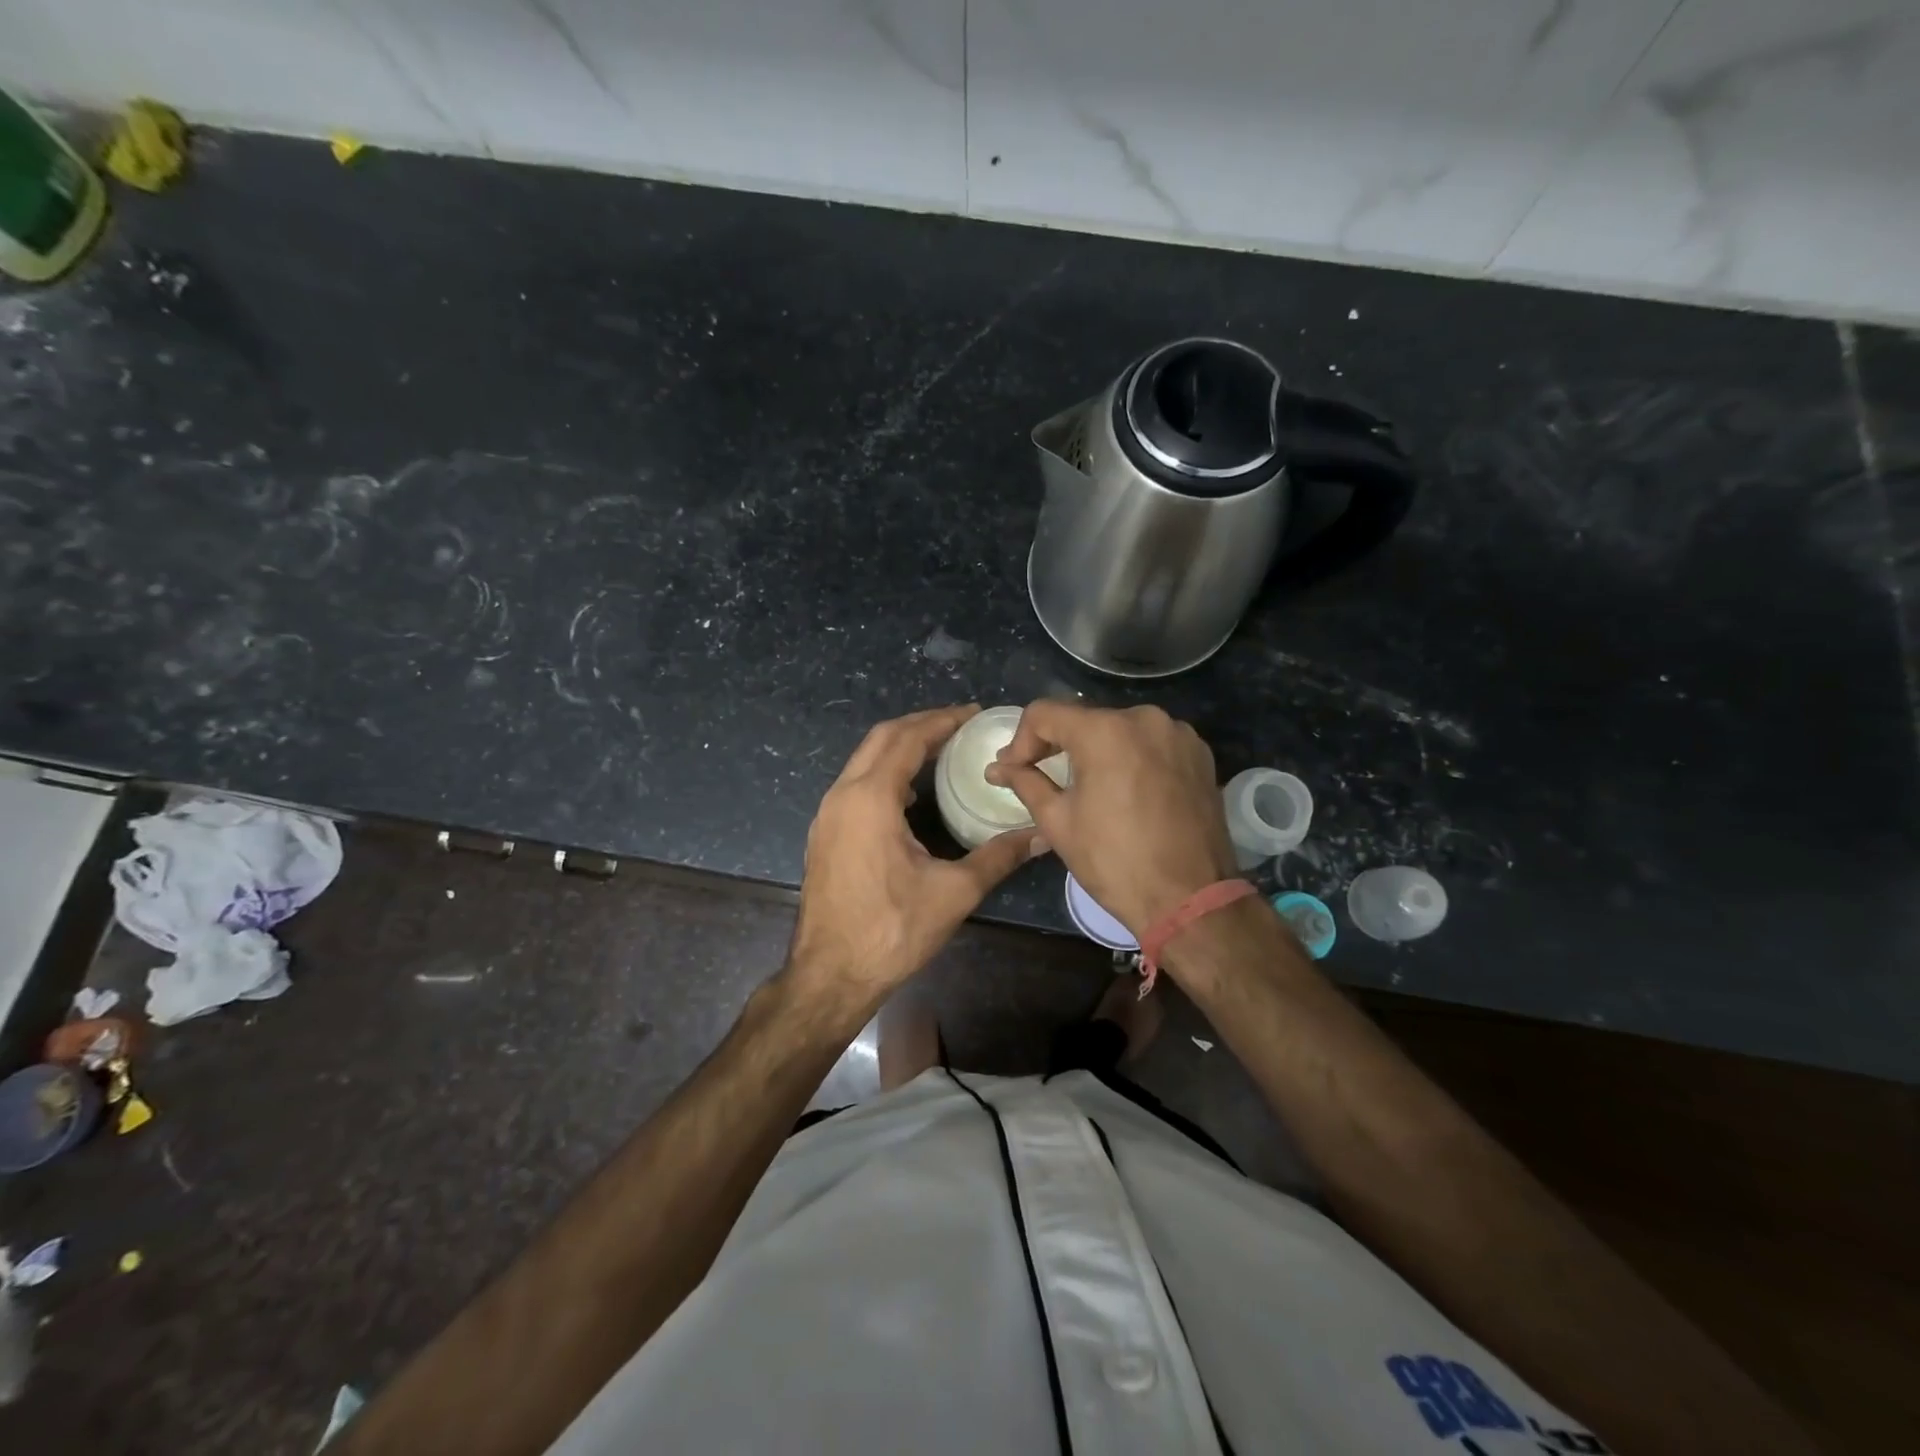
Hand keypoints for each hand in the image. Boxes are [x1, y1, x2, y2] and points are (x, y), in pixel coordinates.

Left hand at [785, 706, 1046, 1007]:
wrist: (830, 976)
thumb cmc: (892, 930)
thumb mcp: (954, 892)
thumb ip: (999, 856)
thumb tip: (1042, 834)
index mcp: (871, 798)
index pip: (907, 738)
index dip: (941, 721)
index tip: (973, 712)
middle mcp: (842, 795)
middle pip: (881, 739)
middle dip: (920, 724)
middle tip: (959, 723)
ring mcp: (827, 815)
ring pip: (863, 760)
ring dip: (899, 747)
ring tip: (940, 750)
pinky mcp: (824, 834)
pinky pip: (855, 784)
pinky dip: (884, 772)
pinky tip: (910, 795)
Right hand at [986, 702, 1235, 933]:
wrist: (1190, 900)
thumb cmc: (1114, 862)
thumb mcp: (1058, 822)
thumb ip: (1026, 783)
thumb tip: (997, 768)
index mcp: (1105, 731)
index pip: (1045, 714)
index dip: (1020, 740)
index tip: (1012, 770)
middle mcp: (1144, 718)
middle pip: (1084, 719)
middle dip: (1057, 745)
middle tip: (1039, 775)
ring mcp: (1178, 734)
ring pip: (1120, 730)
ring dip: (1096, 751)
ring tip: (1086, 787)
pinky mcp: (1200, 754)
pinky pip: (1151, 743)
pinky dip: (1131, 758)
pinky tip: (1126, 790)